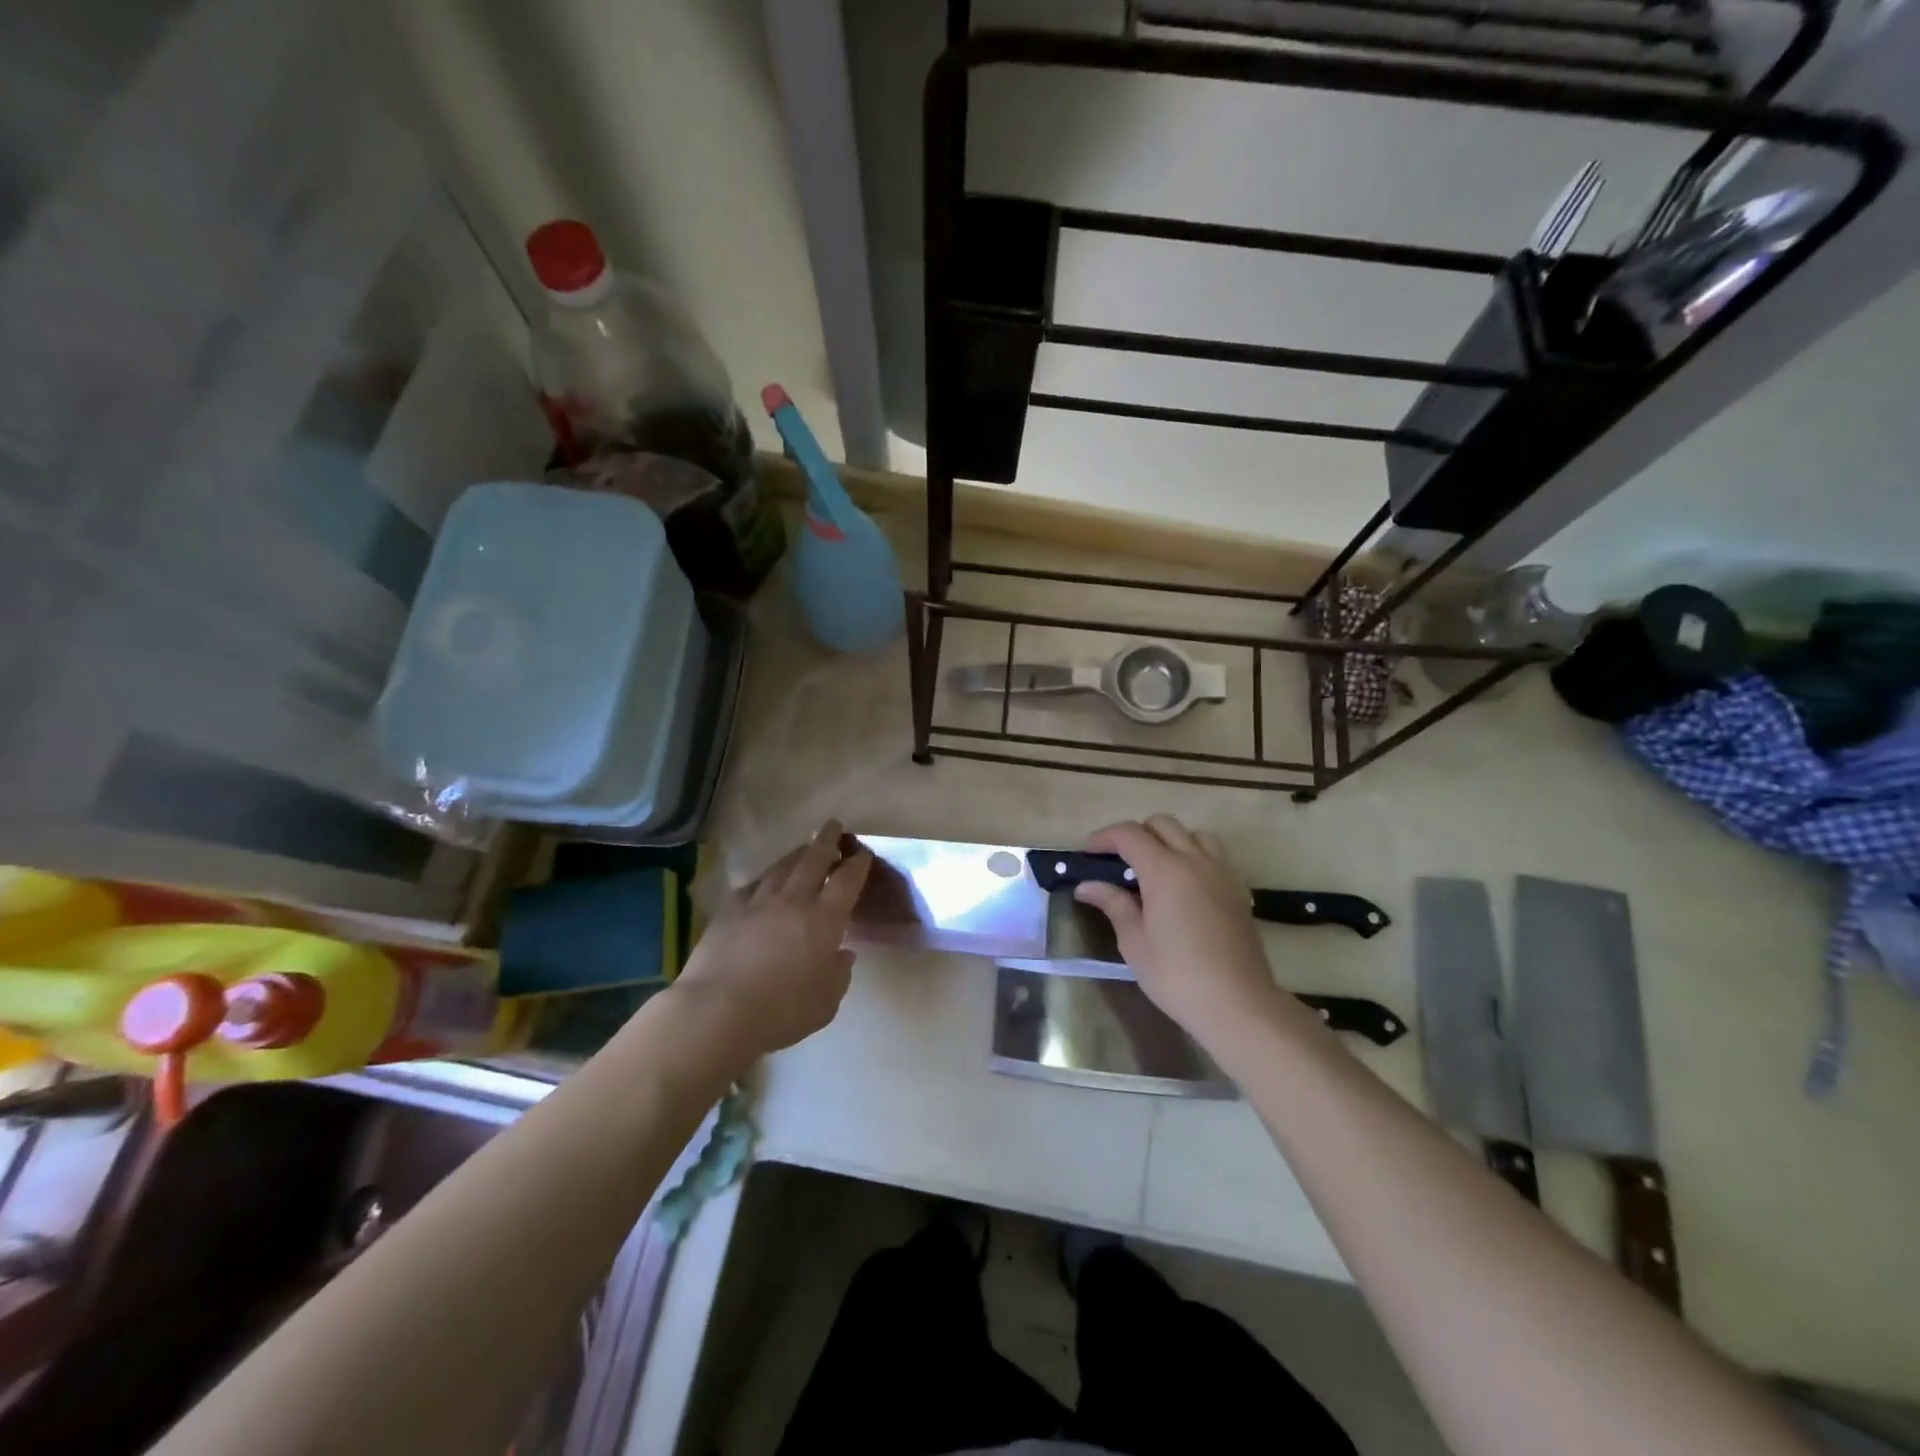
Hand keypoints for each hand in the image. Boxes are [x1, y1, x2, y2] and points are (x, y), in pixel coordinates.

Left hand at [672, 820, 872, 1059]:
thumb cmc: (782, 1011)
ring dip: (797, 853)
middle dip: (827, 840)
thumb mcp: (825, 1003)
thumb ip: (839, 975)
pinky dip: (765, 878)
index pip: (847, 880)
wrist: (718, 1010)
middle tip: (833, 826)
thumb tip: (843, 954)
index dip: (857, 864)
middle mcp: (794, 900)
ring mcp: (759, 902)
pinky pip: (752, 885)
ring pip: (782, 867)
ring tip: (805, 847)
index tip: (862, 853)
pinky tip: (765, 880)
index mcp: (825, 919)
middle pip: (814, 859)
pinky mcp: (729, 911)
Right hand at [1073, 815, 1292, 1047]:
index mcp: (1164, 870)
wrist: (1237, 1003)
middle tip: (1118, 863)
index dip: (1104, 837)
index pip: (1129, 834)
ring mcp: (1222, 872)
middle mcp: (1195, 860)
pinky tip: (1186, 886)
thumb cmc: (1177, 975)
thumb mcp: (1134, 942)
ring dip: (1170, 840)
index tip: (1087, 854)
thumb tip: (1087, 885)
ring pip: (1193, 834)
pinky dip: (1195, 855)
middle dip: (1136, 835)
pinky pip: (1215, 854)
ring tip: (1156, 869)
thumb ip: (1113, 904)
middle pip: (1162, 824)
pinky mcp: (1239, 889)